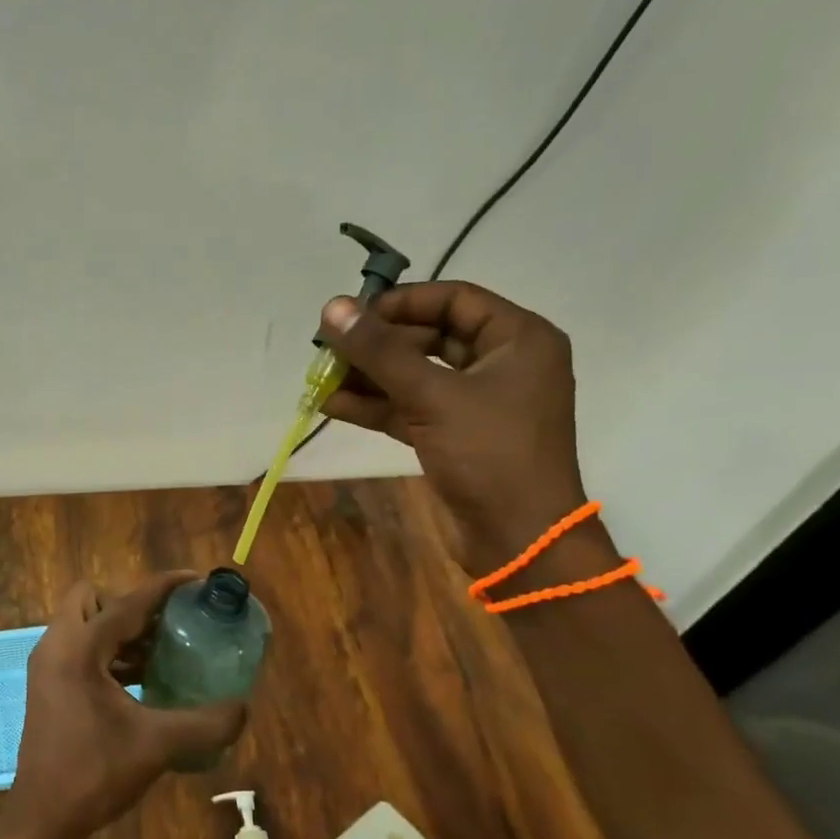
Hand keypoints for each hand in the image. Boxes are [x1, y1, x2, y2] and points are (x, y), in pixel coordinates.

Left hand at [7, 573, 248, 838]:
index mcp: (79, 649)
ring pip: (83, 622)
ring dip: (120, 629)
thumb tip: (243, 707)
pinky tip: (140, 679)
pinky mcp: (47, 684)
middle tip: (167, 626)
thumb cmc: (94, 773)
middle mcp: (57, 646)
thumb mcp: (156, 745)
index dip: (163, 587)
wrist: (42, 817)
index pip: (127, 602)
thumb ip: (205, 723)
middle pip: (93, 598)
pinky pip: (79, 647)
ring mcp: (47, 665)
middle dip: (130, 604)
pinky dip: (108, 651)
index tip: (195, 581)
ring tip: (161, 652)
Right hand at [318, 281, 592, 574]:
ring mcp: (477, 403)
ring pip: (415, 376)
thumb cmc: (490, 454)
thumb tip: (332, 308)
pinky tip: (332, 405)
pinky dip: (376, 407)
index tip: (352, 314)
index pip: (454, 300)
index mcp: (518, 339)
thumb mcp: (433, 396)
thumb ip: (381, 352)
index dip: (400, 302)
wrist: (519, 538)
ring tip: (320, 378)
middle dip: (377, 345)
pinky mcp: (455, 436)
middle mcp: (500, 364)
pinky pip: (411, 409)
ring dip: (369, 377)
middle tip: (329, 349)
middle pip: (429, 337)